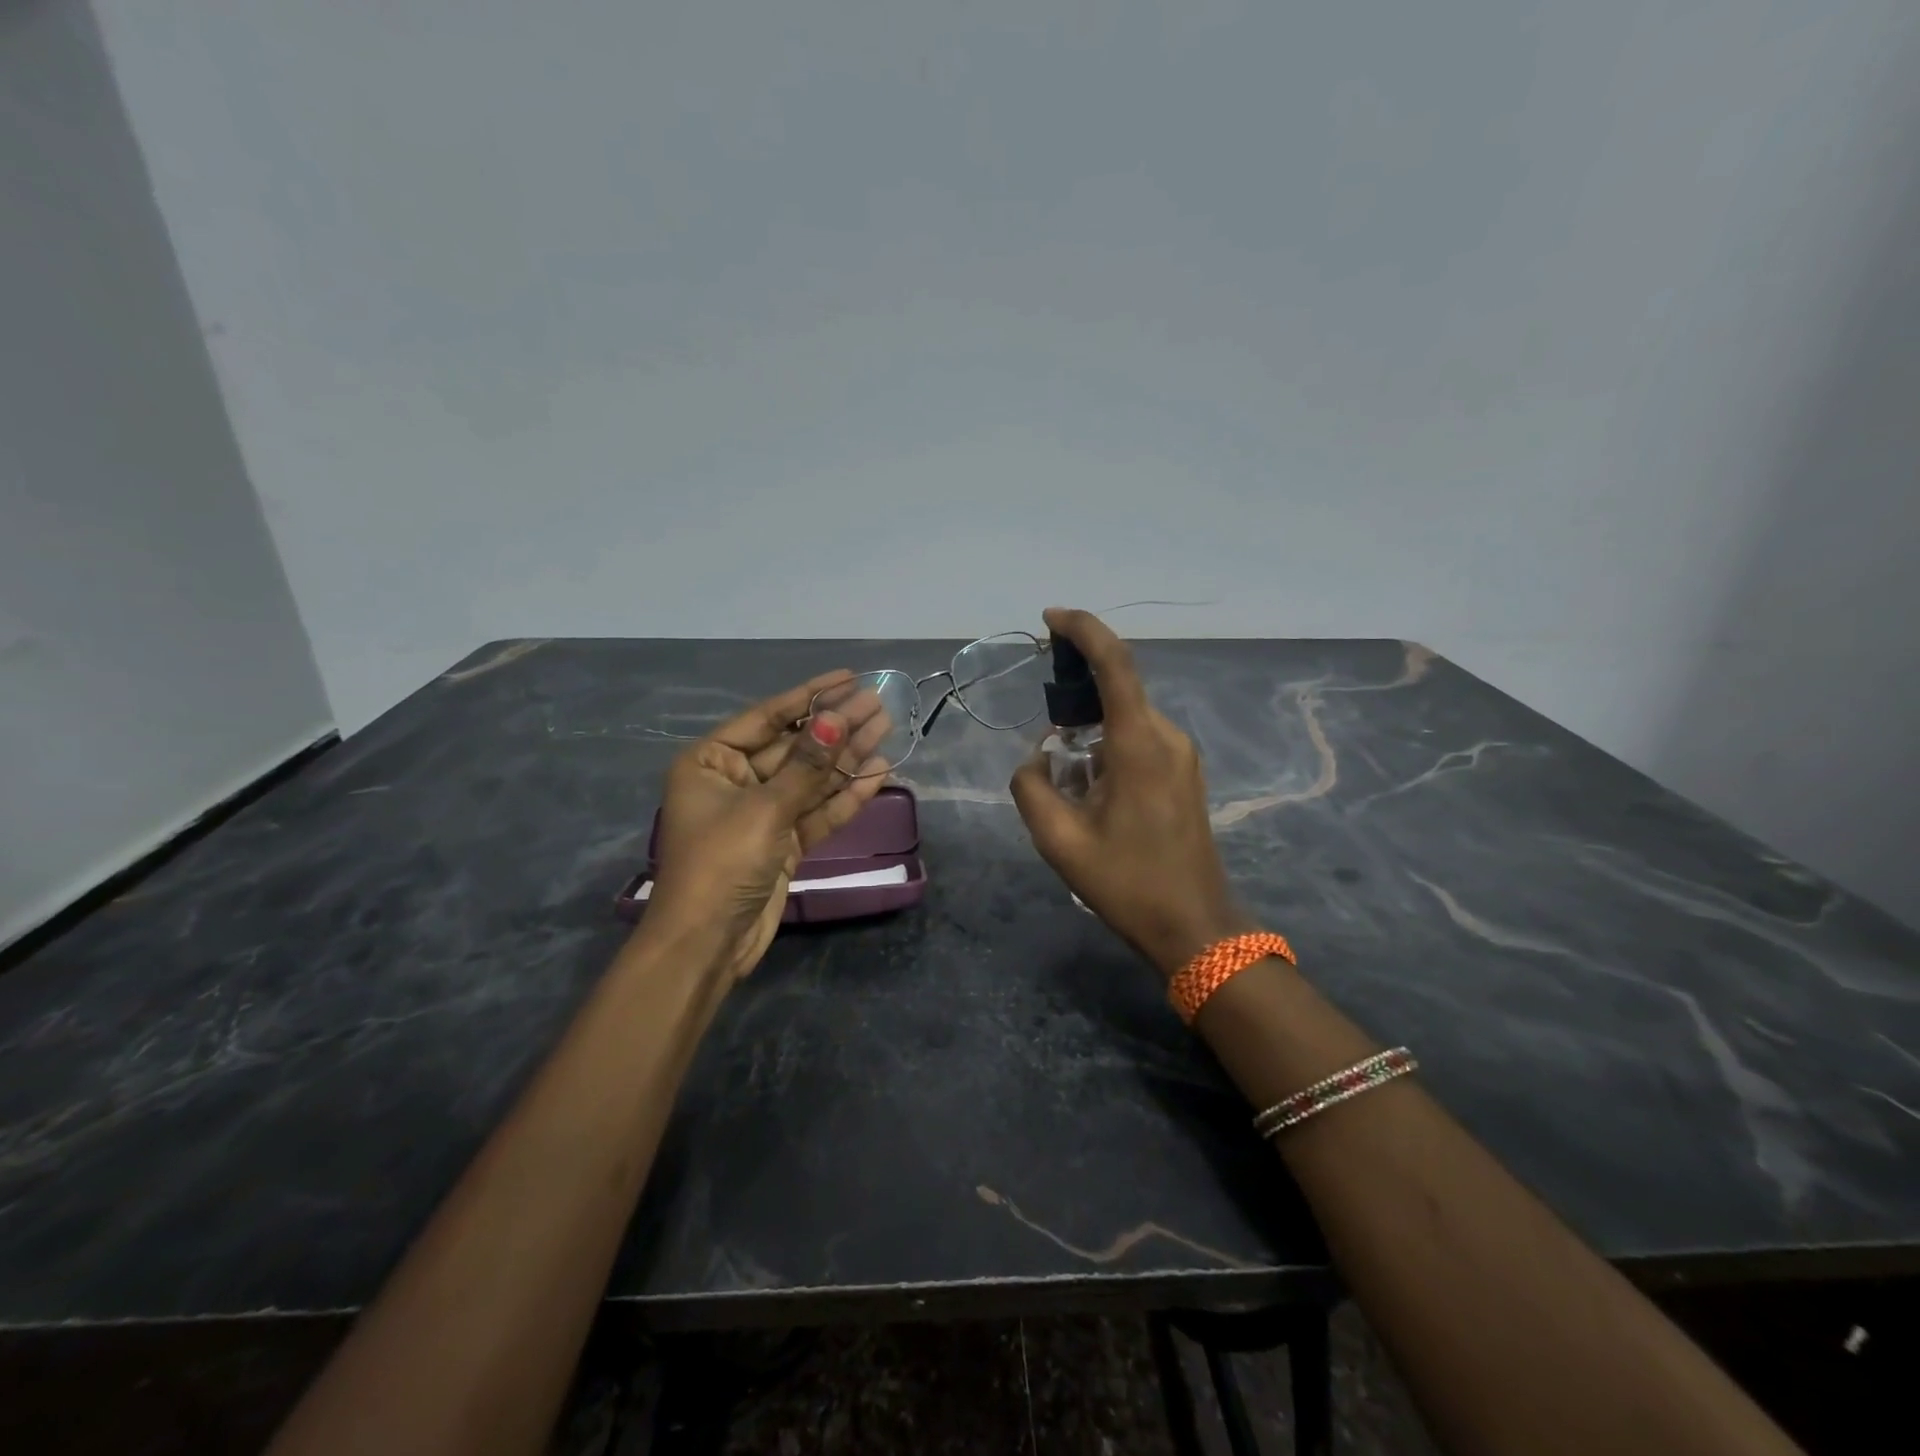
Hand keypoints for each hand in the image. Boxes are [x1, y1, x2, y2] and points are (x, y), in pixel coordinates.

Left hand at [646, 669, 891, 981]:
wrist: (707, 944)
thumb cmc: (722, 864)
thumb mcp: (765, 808)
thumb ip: (807, 765)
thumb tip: (838, 719)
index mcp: (712, 762)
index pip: (768, 717)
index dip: (810, 695)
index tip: (849, 677)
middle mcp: (736, 781)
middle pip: (795, 746)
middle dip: (837, 726)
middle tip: (880, 703)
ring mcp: (762, 813)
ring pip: (812, 777)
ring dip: (848, 757)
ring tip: (888, 729)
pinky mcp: (784, 842)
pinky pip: (818, 810)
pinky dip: (847, 795)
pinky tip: (880, 773)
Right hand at [1009, 608, 1253, 977]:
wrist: (1195, 926)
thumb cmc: (1127, 883)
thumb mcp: (1060, 841)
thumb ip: (1031, 788)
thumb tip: (1037, 761)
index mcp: (1139, 744)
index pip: (1115, 664)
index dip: (1083, 630)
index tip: (1050, 619)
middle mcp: (1166, 736)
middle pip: (1115, 691)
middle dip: (1074, 700)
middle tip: (1044, 742)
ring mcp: (1181, 754)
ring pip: (1124, 718)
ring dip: (1089, 732)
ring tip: (1066, 782)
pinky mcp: (1185, 772)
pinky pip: (1138, 739)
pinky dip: (1107, 748)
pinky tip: (1092, 791)